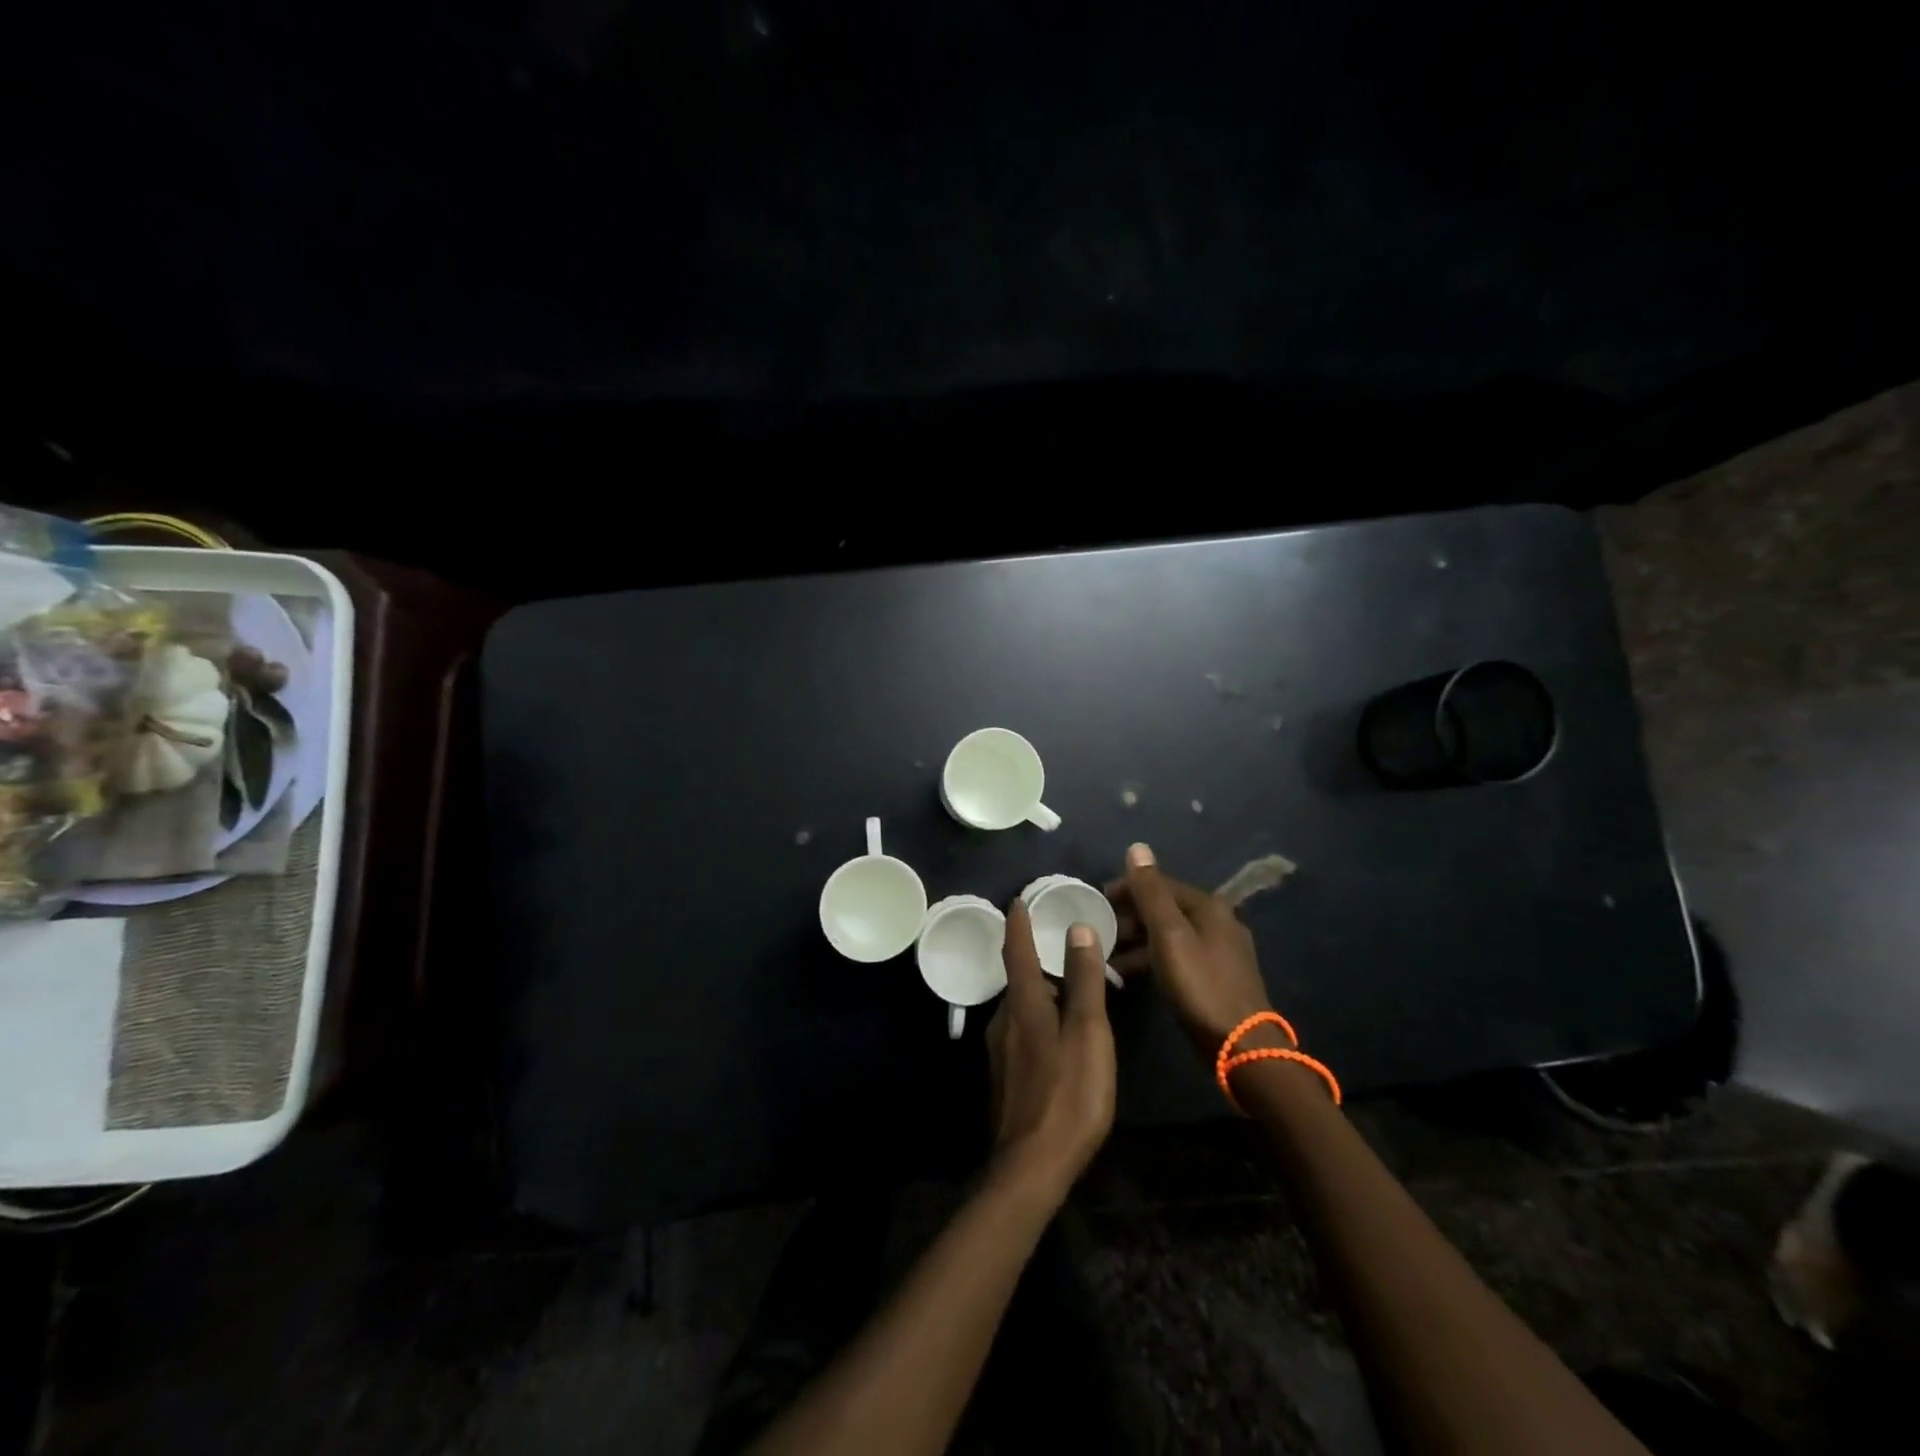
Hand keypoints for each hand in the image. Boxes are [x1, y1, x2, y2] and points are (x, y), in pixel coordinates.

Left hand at [985, 900, 1115, 1198]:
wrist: (1033, 1166)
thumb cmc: (1069, 1093)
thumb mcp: (1087, 1031)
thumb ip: (1083, 979)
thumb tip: (1078, 927)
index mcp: (1024, 1003)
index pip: (1016, 949)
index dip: (1018, 922)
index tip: (1019, 899)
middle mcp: (1004, 1019)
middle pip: (1019, 978)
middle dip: (1035, 957)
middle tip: (1062, 944)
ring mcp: (1001, 1050)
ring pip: (1022, 1006)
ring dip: (1041, 990)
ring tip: (1069, 987)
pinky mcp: (1006, 1075)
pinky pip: (1022, 1030)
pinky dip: (1040, 1016)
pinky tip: (1060, 1033)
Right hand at [1108, 842, 1280, 1060]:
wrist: (1242, 1045)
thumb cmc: (1199, 984)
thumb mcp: (1168, 935)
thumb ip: (1150, 892)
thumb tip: (1137, 847)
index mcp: (1208, 906)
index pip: (1160, 884)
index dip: (1126, 888)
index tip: (1097, 901)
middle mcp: (1218, 920)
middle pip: (1165, 908)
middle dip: (1130, 917)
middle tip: (1101, 933)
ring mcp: (1221, 950)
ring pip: (1170, 934)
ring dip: (1139, 941)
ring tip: (1110, 958)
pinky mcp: (1218, 976)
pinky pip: (1178, 956)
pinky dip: (1154, 960)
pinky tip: (1133, 976)